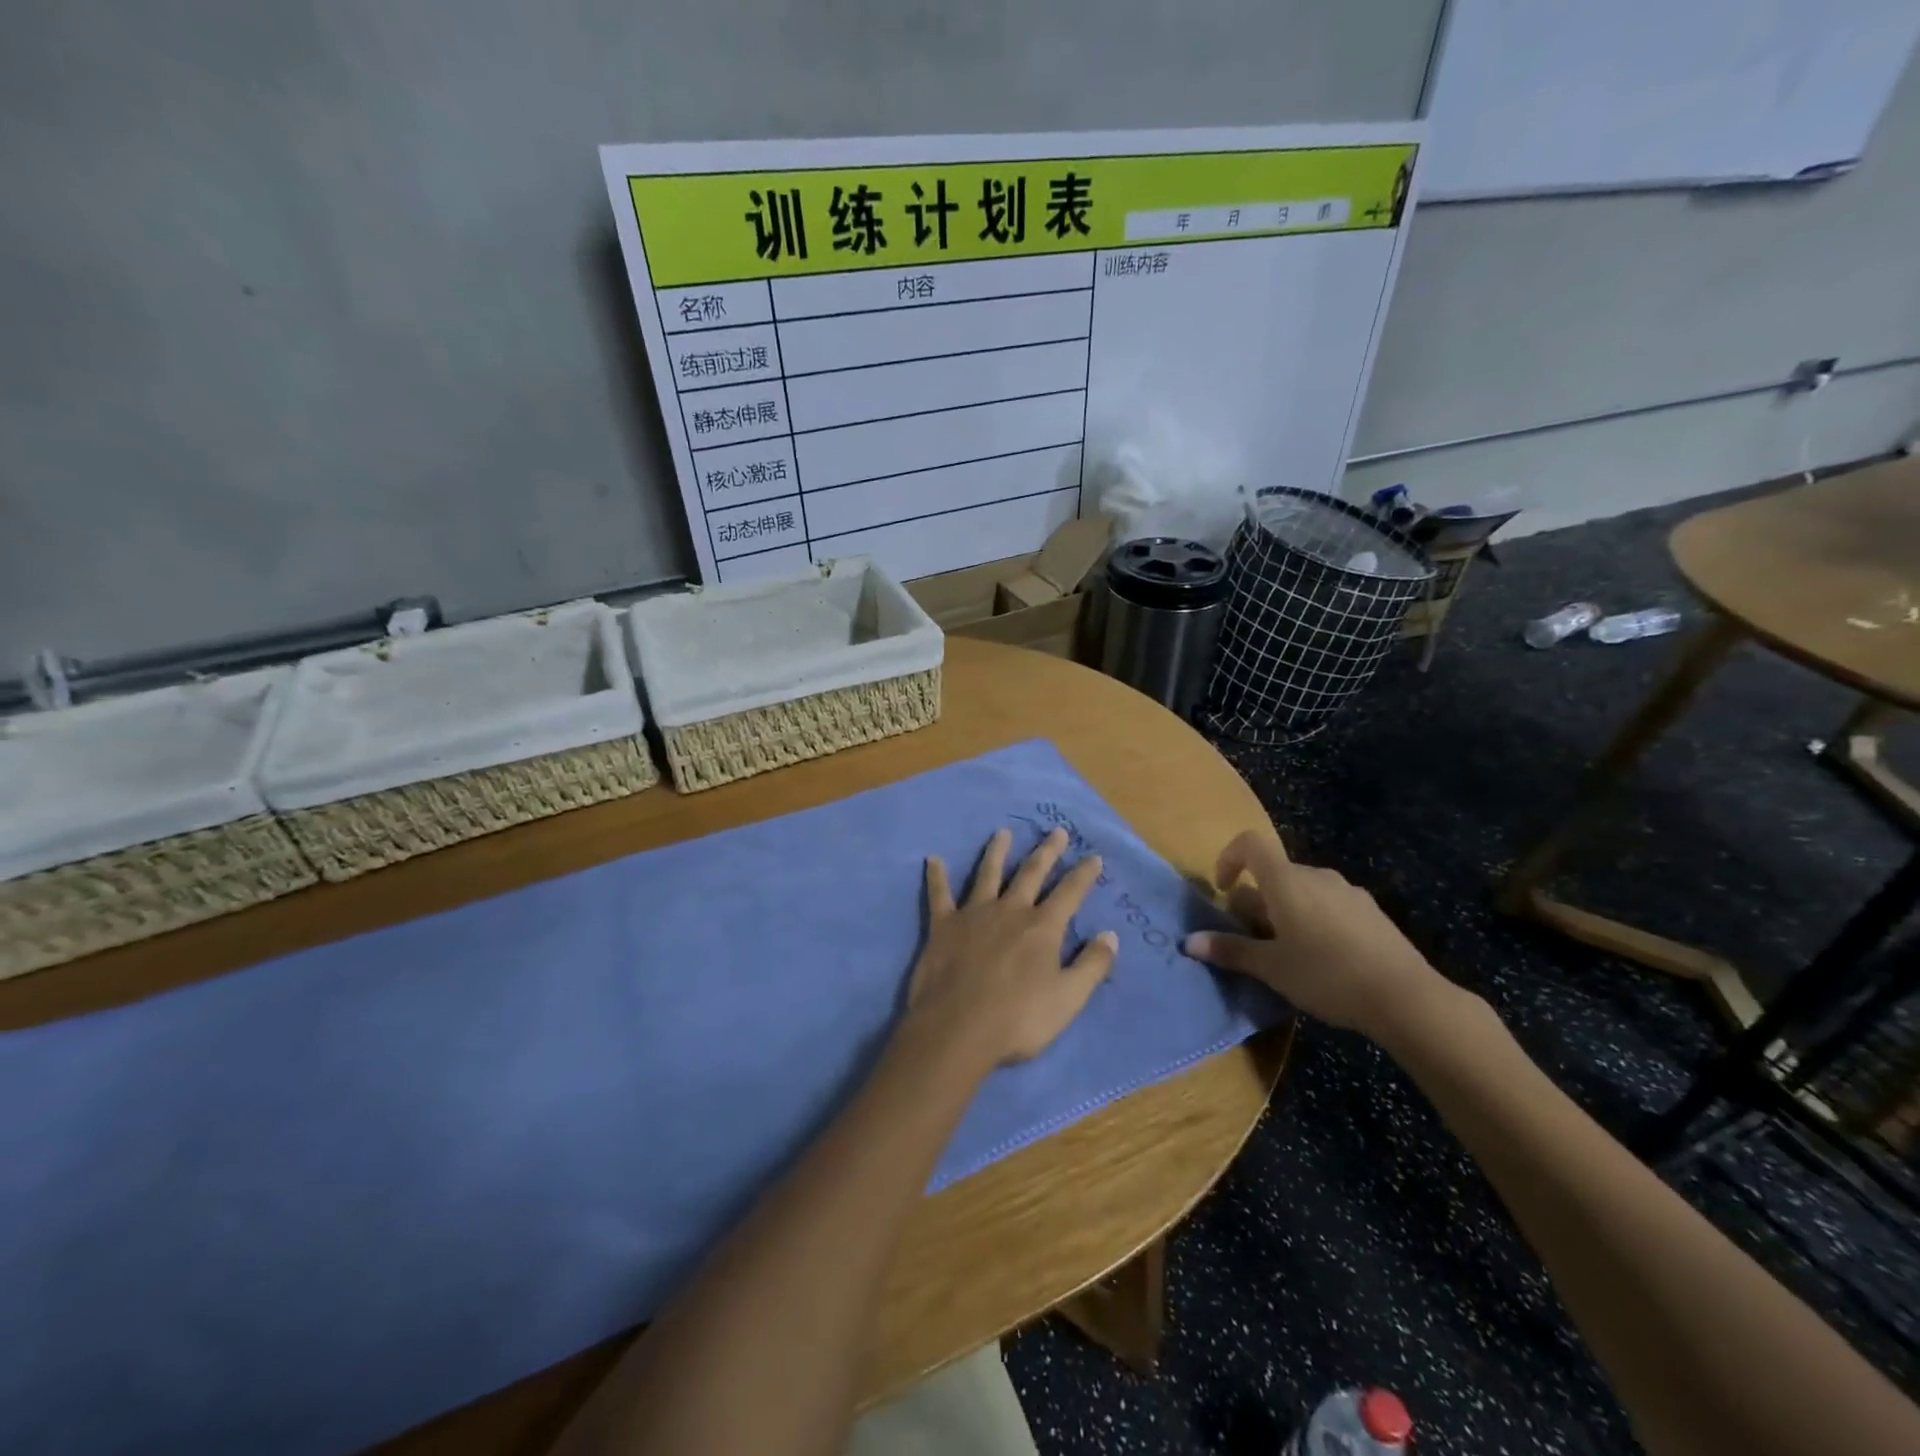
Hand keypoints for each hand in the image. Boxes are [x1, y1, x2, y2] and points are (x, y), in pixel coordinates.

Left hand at [905, 827, 1119, 1068]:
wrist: (957, 1029)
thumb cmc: (1018, 1019)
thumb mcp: (1068, 999)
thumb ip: (1092, 965)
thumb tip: (1111, 935)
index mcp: (1042, 928)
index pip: (1070, 893)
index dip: (1084, 874)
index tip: (1094, 856)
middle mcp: (1010, 910)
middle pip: (1031, 873)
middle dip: (1047, 852)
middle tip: (1057, 831)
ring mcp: (974, 914)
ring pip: (988, 874)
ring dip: (996, 852)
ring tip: (1002, 832)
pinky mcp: (943, 925)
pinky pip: (939, 894)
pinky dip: (936, 876)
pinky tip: (932, 859)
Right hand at [1183, 830, 1444, 1039]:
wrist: (1406, 997)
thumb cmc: (1326, 975)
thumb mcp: (1271, 968)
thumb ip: (1230, 950)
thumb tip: (1189, 942)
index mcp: (1286, 881)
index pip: (1249, 844)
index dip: (1228, 858)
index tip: (1223, 891)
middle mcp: (1316, 876)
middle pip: (1275, 873)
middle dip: (1256, 900)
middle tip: (1253, 939)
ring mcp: (1348, 892)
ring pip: (1302, 890)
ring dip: (1285, 911)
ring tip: (1287, 952)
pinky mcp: (1371, 912)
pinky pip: (1329, 905)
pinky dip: (1314, 920)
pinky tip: (1324, 960)